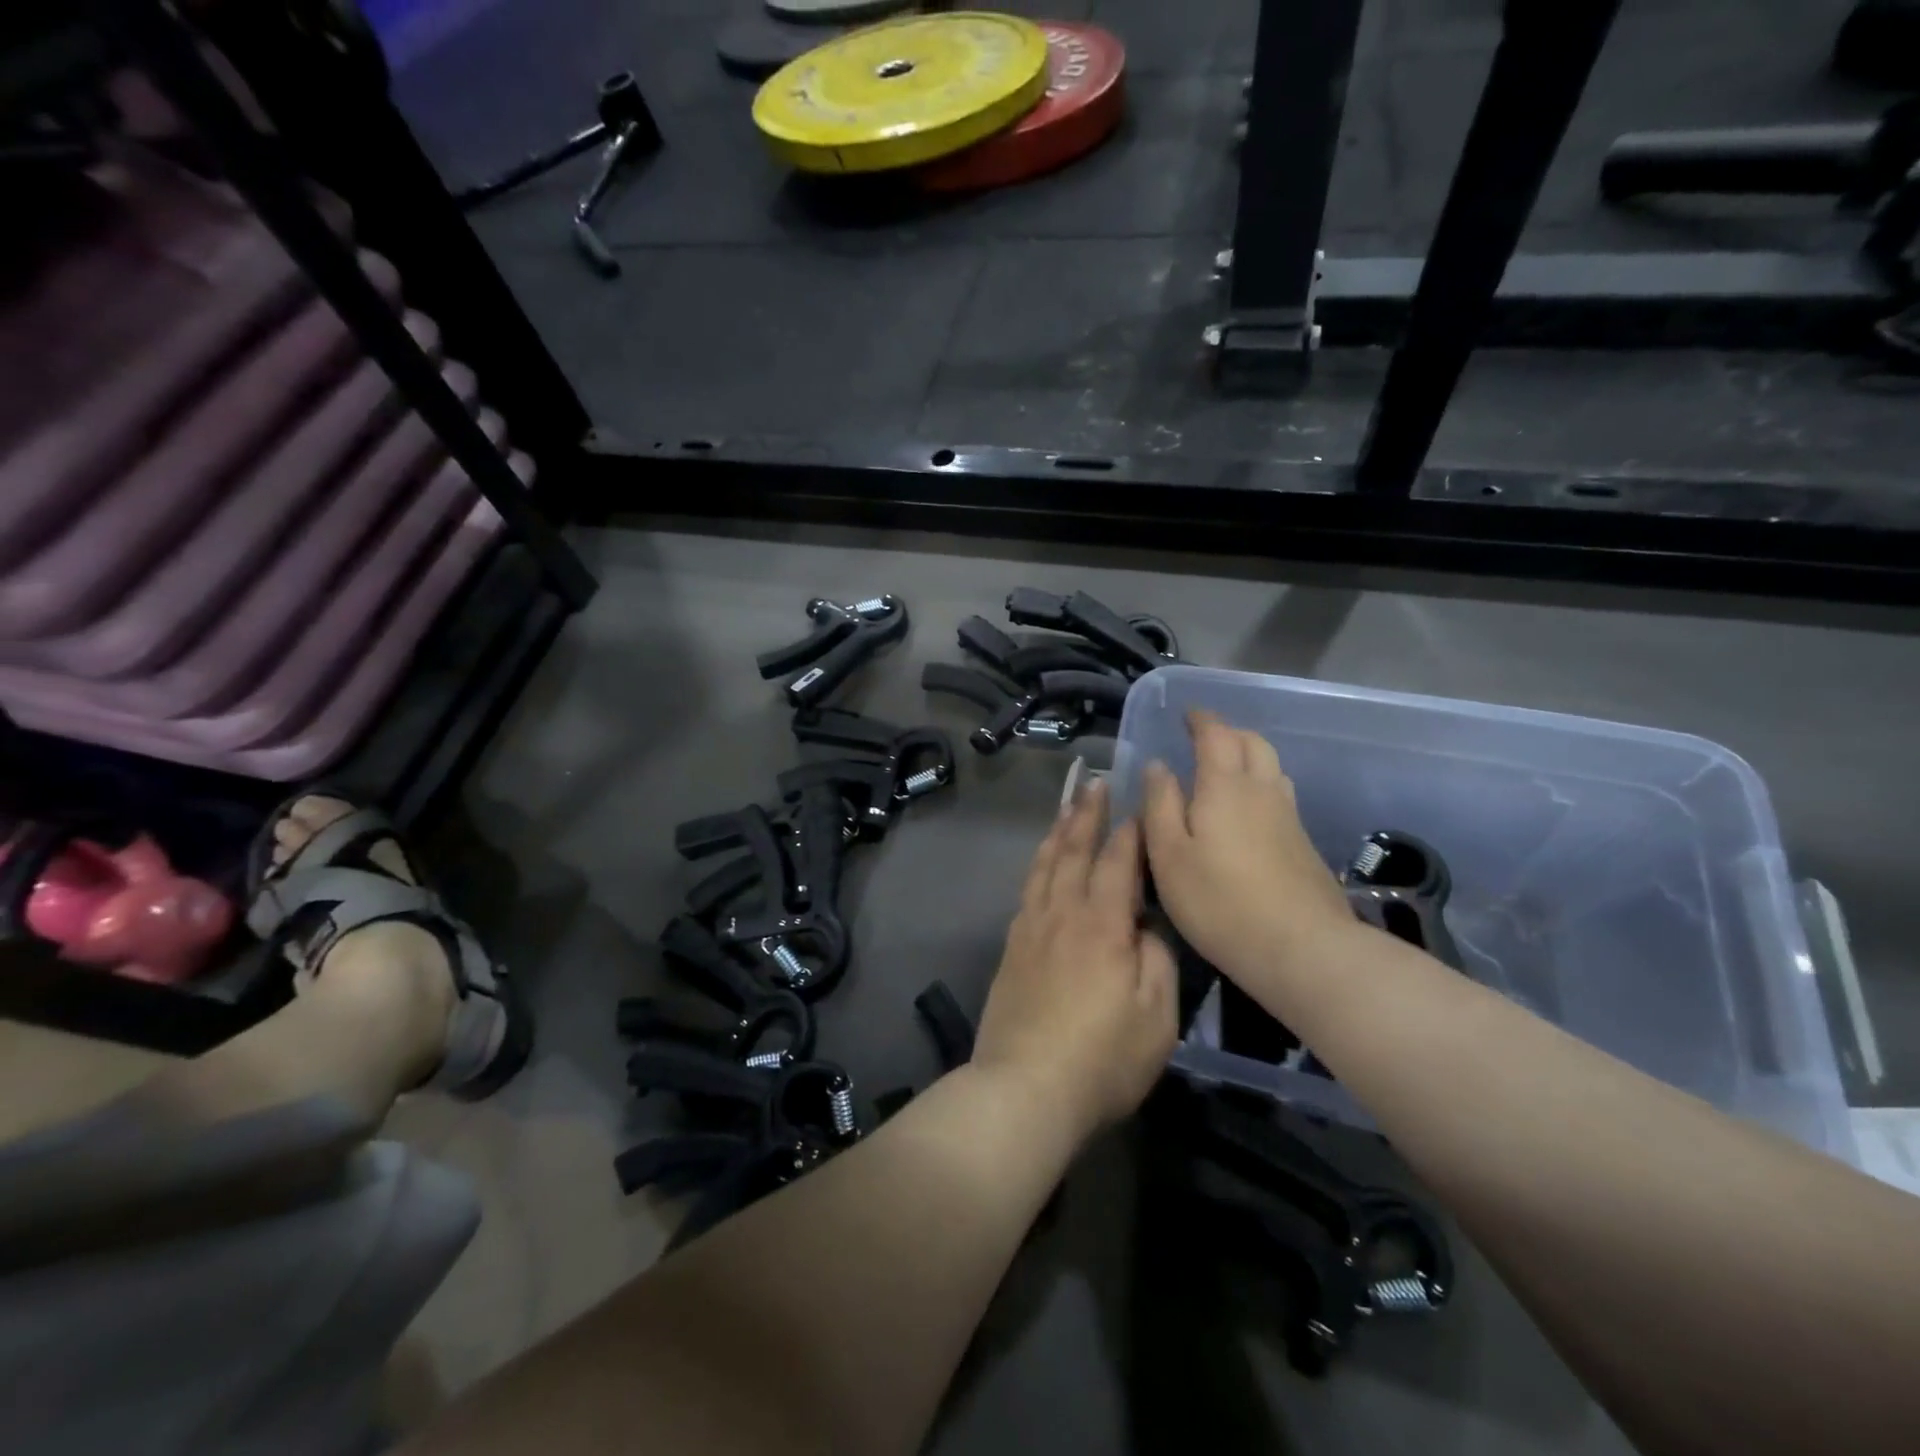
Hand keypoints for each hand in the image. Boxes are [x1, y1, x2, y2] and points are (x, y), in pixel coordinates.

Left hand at [973, 780, 1177, 1143]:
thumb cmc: (1101, 1058)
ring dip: (1057, 833)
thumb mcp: (1156, 1017)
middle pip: (1073, 851)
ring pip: (1044, 866)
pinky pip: (1027, 891)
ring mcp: (1031, 929)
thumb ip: (1157, 961)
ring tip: (1066, 809)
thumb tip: (1147, 927)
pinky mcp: (1011, 949)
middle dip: (1086, 815)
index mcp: (1102, 925)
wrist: (1023, 1088)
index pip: (1118, 863)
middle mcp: (1062, 914)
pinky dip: (1038, 867)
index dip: (1130, 832)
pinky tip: (1042, 866)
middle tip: (1093, 783)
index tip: (1139, 806)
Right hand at [1142, 709, 1353, 987]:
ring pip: (1272, 767)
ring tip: (1225, 769)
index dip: (1201, 719)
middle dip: (1228, 732)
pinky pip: (1280, 794)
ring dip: (1248, 755)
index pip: (1216, 734)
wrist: (1302, 949)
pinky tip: (1247, 812)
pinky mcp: (1303, 844)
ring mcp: (1289, 817)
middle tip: (1204, 738)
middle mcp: (1262, 791)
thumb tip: (1158, 766)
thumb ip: (1160, 805)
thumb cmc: (1219, 901)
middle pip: (1252, 743)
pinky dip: (1260, 785)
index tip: (1187, 714)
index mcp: (1225, 786)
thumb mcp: (1169, 855)